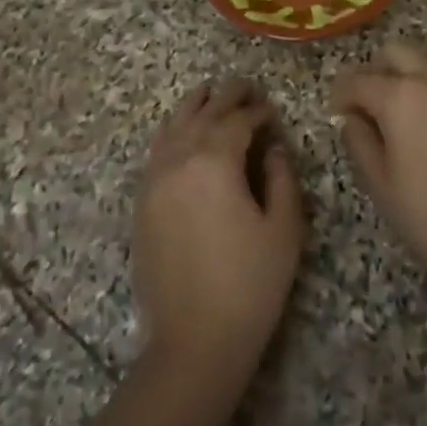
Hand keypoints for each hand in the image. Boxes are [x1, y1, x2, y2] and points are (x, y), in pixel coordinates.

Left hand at [135, 79, 304, 386]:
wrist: (195, 340)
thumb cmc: (251, 284)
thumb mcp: (284, 228)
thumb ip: (280, 177)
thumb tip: (271, 147)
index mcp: (214, 163)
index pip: (237, 121)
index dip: (258, 111)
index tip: (272, 110)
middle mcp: (178, 162)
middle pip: (202, 115)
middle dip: (226, 97)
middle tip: (244, 85)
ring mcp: (154, 181)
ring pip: (172, 128)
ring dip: (193, 106)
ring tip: (208, 92)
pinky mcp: (142, 203)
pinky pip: (156, 152)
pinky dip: (171, 132)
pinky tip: (181, 132)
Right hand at [331, 42, 426, 283]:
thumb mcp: (379, 182)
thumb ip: (359, 140)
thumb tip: (352, 118)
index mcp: (399, 97)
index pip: (357, 79)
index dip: (341, 94)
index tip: (337, 112)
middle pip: (396, 52)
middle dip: (375, 71)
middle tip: (368, 104)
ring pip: (426, 62)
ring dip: (407, 76)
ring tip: (401, 114)